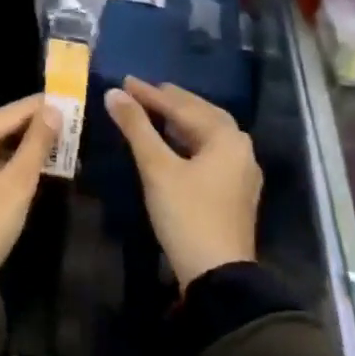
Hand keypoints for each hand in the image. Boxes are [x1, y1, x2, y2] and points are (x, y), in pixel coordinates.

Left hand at [0, 95, 60, 273]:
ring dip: (27, 147)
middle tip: (70, 125)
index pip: (10, 112)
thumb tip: (53, 110)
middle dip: (35, 127)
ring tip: (61, 145)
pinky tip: (36, 167)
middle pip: (2, 127)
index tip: (69, 100)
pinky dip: (14, 163)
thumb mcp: (17, 182)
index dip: (40, 106)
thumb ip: (36, 144)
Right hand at [105, 77, 261, 286]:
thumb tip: (113, 94)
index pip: (182, 106)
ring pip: (208, 133)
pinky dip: (189, 140)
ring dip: (181, 120)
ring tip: (155, 110)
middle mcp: (240, 148)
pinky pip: (210, 151)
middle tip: (142, 90)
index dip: (150, 94)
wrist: (218, 275)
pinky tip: (174, 143)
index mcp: (226, 137)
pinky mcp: (235, 191)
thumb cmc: (187, 215)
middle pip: (202, 114)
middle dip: (171, 101)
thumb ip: (136, 127)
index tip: (125, 81)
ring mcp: (241, 172)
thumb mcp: (157, 168)